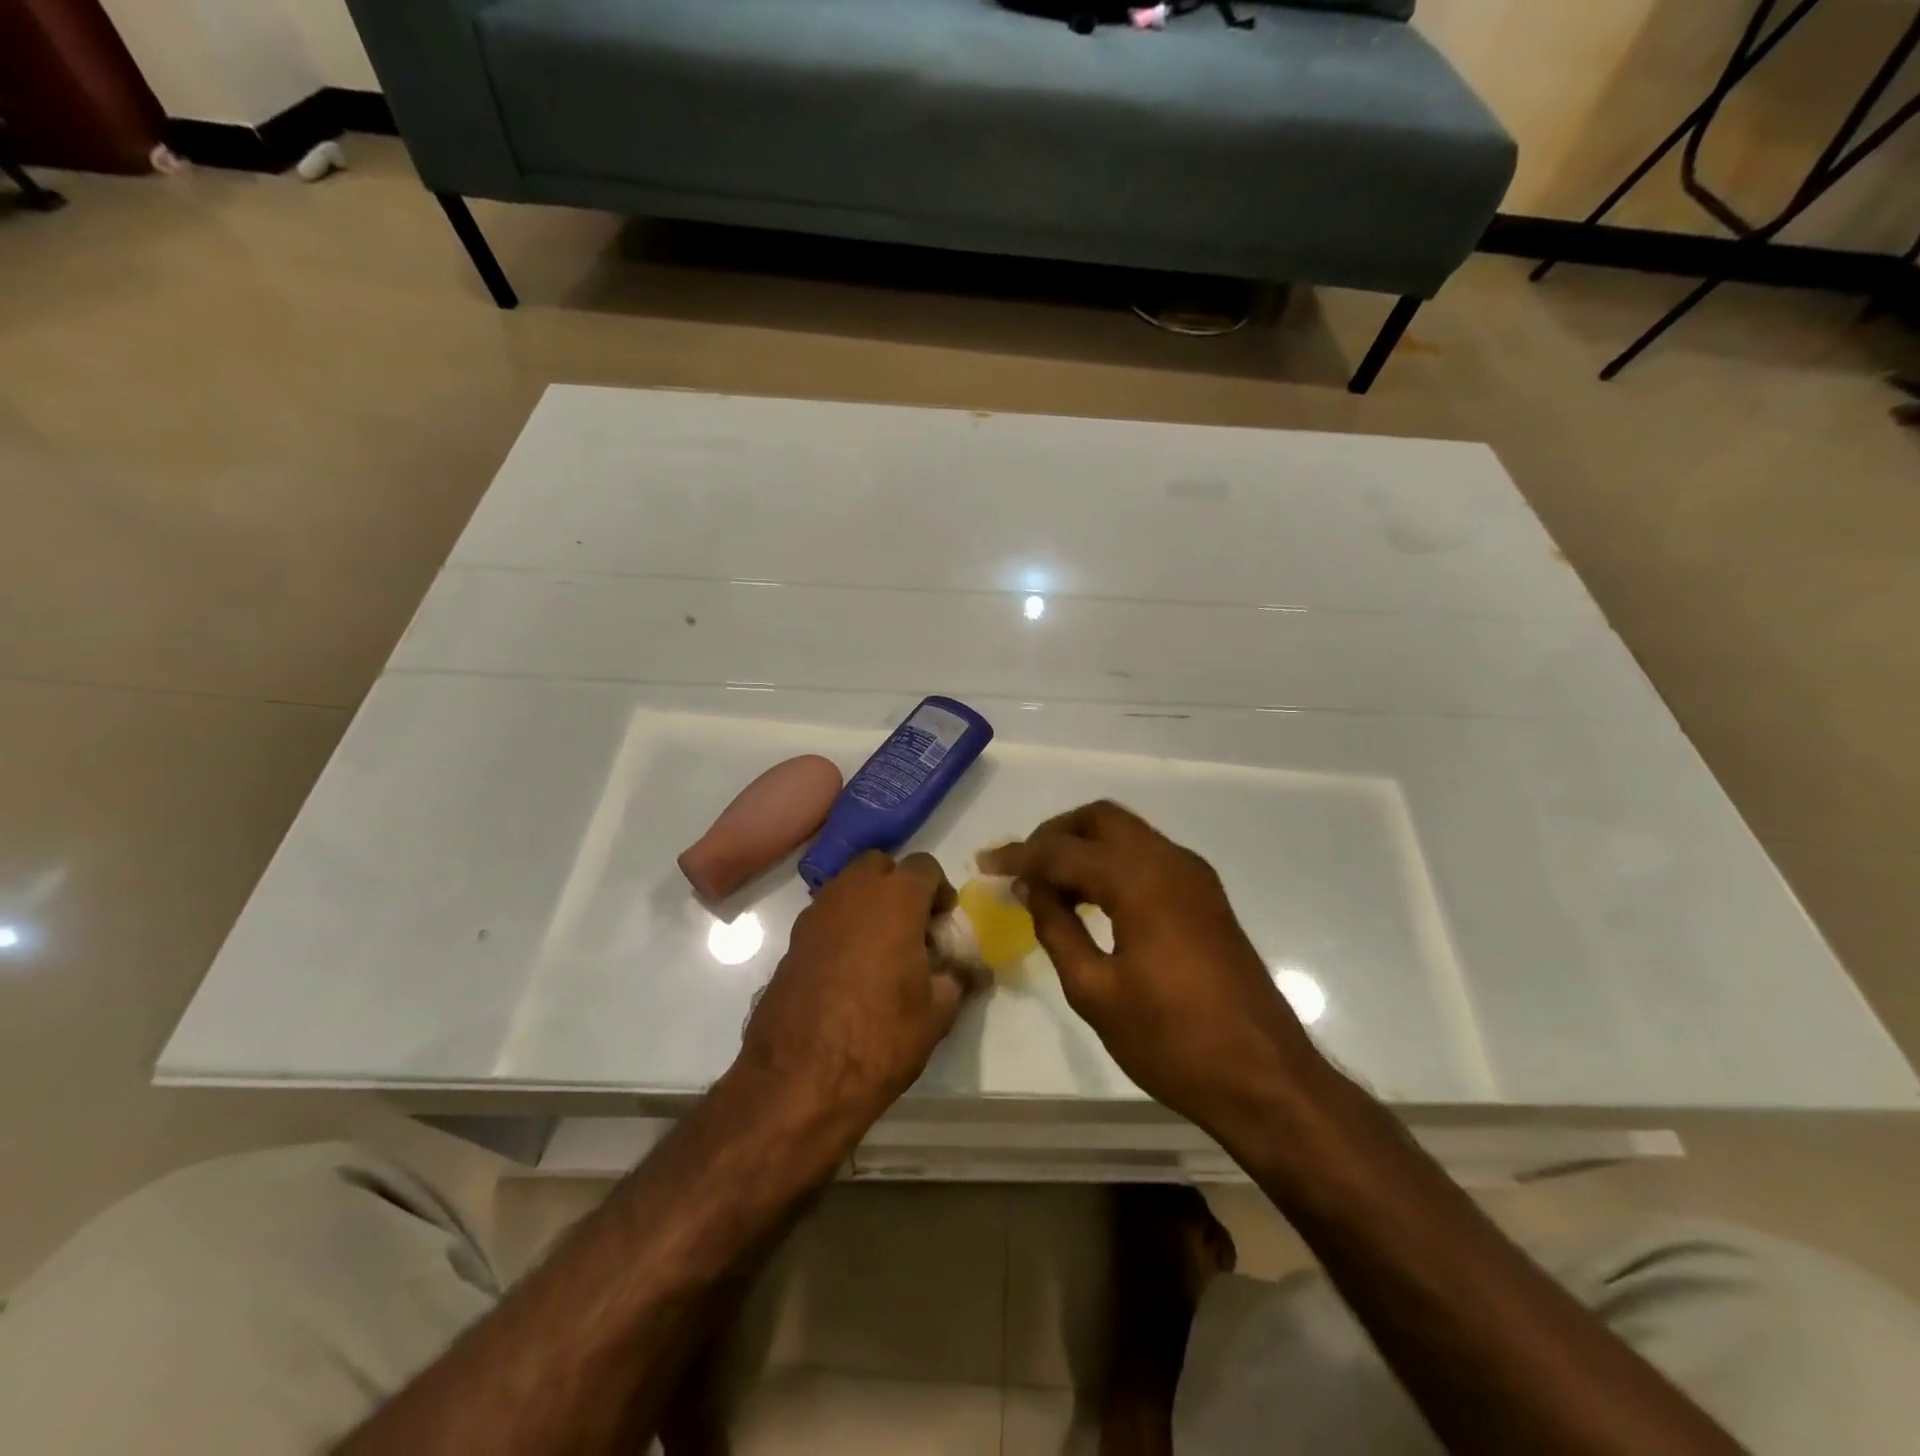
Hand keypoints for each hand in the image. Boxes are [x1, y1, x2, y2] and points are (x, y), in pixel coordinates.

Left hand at [736, 851, 980, 1134]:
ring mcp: (816, 914)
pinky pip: (825, 917)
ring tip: (881, 950)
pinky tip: (849, 970)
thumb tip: (971, 969)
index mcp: (895, 898)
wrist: (800, 1079)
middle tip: (911, 928)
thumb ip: (957, 978)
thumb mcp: (937, 1013)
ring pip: (847, 887)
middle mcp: (852, 892)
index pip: (924, 867)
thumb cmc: (880, 1038)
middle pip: (879, 866)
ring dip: (867, 905)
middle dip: (898, 886)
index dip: (939, 890)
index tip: (943, 924)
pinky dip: (841, 928)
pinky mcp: (792, 941)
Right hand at [981, 802, 1324, 1134]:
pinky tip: (1092, 899)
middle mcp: (1169, 861)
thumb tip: (1032, 889)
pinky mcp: (1206, 897)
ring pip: (1127, 834)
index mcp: (1139, 880)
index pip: (1064, 850)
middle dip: (1055, 835)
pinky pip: (1148, 857)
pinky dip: (1113, 863)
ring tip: (1049, 886)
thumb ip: (1057, 928)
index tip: (984, 865)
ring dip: (1085, 847)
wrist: (1263, 1077)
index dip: (1019, 856)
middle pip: (1101, 819)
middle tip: (1022, 868)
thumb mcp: (1095, 990)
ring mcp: (1194, 877)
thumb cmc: (1171, 1040)